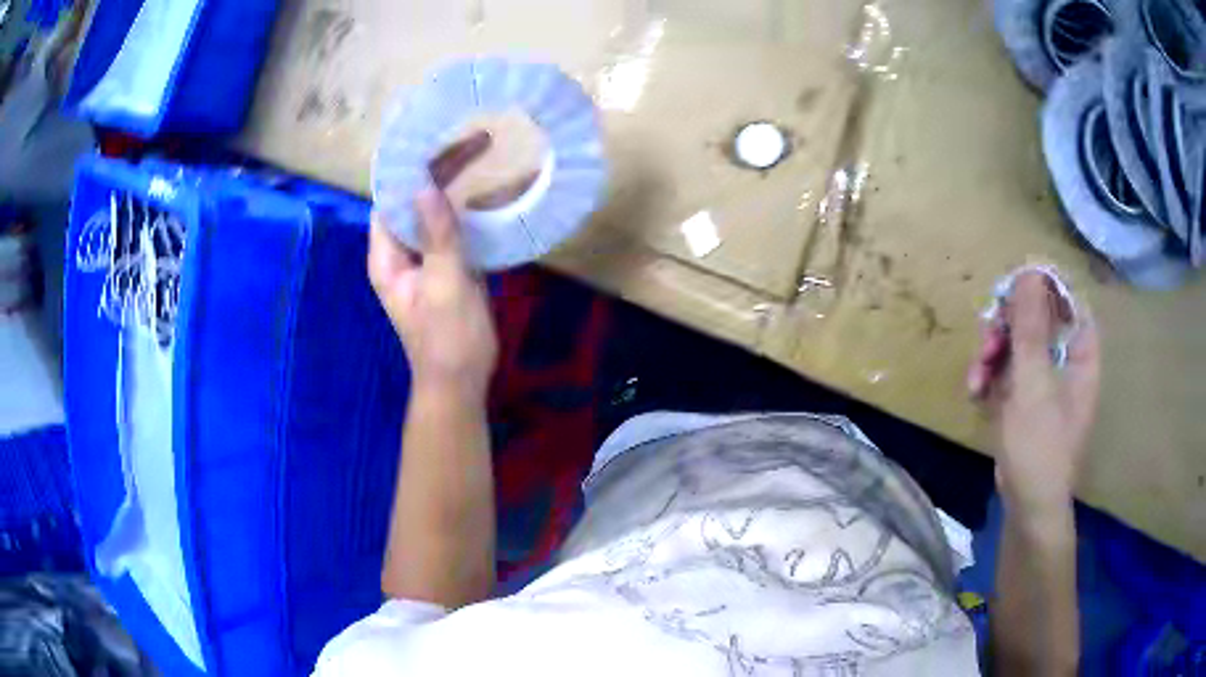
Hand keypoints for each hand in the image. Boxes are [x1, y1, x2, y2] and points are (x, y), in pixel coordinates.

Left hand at [368, 133, 498, 402]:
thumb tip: (427, 185)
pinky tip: (487, 189)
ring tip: (479, 151)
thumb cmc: (449, 339)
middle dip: (438, 168)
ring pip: (433, 210)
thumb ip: (437, 236)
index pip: (390, 198)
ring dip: (453, 183)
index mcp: (387, 256)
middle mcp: (399, 251)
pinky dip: (467, 207)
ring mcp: (423, 258)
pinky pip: (451, 227)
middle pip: (413, 199)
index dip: (408, 167)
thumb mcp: (445, 286)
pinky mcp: (445, 266)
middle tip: (475, 140)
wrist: (462, 382)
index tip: (436, 137)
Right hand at [968, 272, 1100, 515]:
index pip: (1066, 298)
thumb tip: (1029, 270)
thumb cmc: (1041, 448)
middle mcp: (1066, 359)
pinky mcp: (1026, 398)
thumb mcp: (1034, 385)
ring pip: (1017, 343)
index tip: (1009, 292)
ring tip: (975, 378)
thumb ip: (1031, 327)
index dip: (1039, 288)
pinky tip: (975, 392)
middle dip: (1006, 327)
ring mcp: (1045, 379)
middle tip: (987, 342)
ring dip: (992, 354)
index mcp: (1081, 351)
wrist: (1028, 507)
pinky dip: (989, 376)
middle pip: (1036, 318)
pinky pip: (1007, 369)